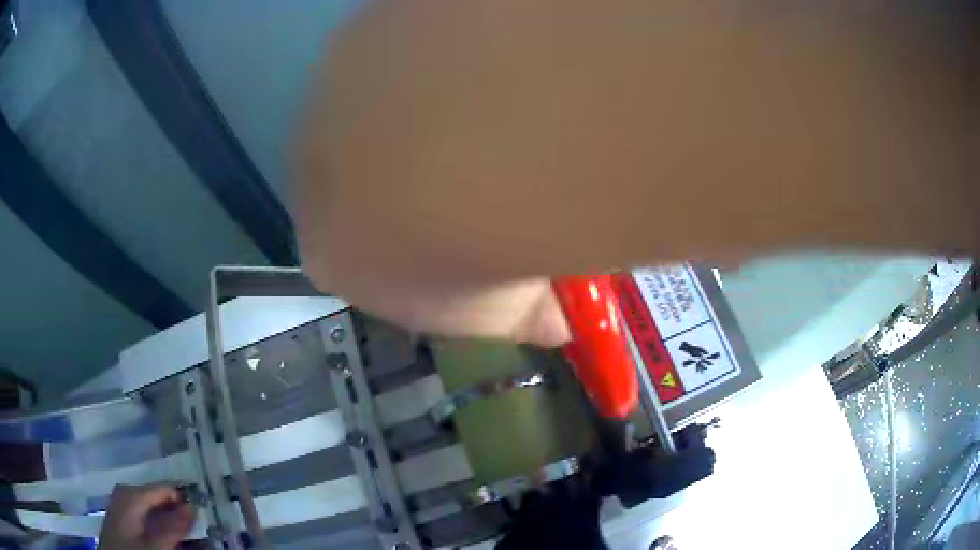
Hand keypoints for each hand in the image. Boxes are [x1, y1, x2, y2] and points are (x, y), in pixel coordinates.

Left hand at [99, 484, 194, 549]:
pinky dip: (164, 531)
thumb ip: (173, 526)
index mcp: (131, 493)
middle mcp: (127, 494)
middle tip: (201, 533)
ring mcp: (125, 507)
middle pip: (161, 501)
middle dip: (180, 516)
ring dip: (174, 527)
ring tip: (191, 541)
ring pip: (157, 513)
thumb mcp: (154, 545)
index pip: (165, 489)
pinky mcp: (125, 521)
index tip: (205, 517)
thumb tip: (193, 506)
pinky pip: (149, 521)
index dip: (185, 502)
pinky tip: (173, 541)